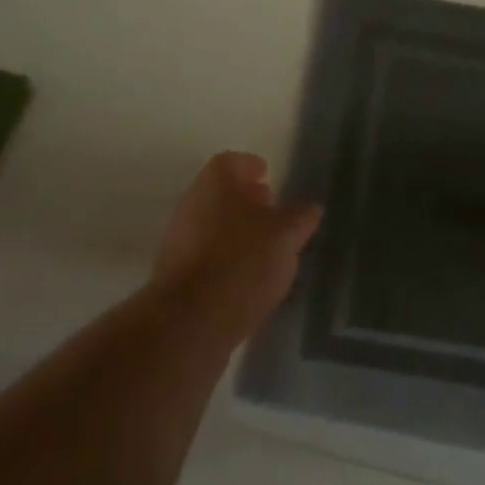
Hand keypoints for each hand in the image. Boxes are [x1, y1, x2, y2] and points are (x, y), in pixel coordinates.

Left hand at [151, 151, 321, 336]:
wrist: (190, 322)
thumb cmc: (242, 261)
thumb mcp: (286, 235)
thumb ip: (300, 217)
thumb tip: (310, 208)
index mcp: (214, 182)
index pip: (232, 161)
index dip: (252, 167)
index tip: (269, 177)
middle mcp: (191, 203)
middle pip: (221, 193)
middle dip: (246, 201)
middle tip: (272, 213)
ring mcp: (178, 240)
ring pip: (212, 225)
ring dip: (237, 232)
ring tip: (266, 251)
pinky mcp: (174, 276)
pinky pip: (205, 256)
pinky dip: (226, 260)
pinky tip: (247, 280)